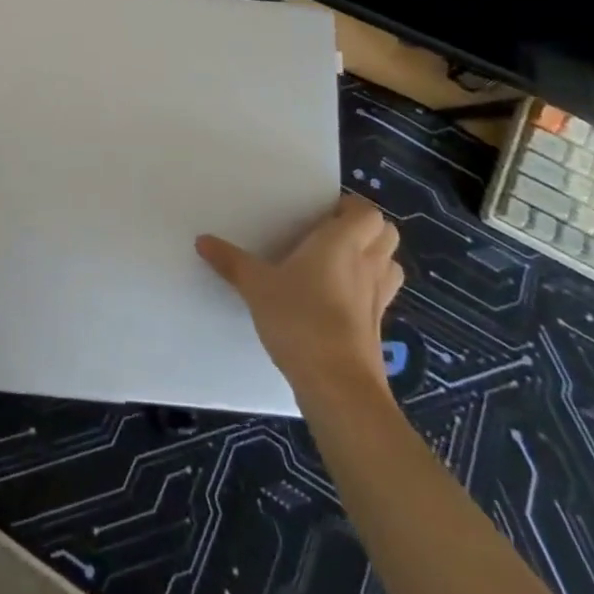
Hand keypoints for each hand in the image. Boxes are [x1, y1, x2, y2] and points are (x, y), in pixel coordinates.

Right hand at [196, 194, 402, 396]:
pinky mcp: (378, 328)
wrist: (337, 385)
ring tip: (340, 263)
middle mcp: (366, 265)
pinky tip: (338, 301)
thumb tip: (202, 240)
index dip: (351, 208)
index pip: (367, 212)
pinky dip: (367, 291)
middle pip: (387, 234)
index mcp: (342, 243)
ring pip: (390, 265)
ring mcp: (378, 299)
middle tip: (331, 233)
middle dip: (366, 229)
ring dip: (373, 259)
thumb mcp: (256, 286)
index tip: (323, 212)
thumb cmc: (300, 319)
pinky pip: (381, 296)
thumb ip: (231, 262)